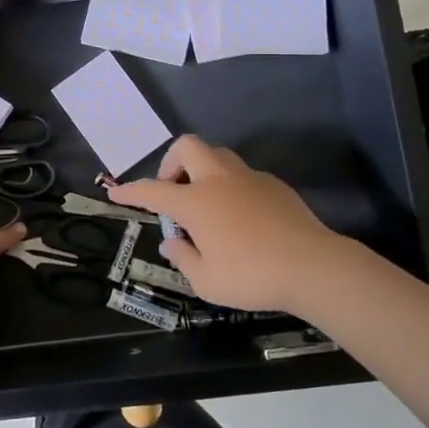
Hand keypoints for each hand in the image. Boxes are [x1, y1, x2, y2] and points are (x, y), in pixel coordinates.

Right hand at [108, 135, 354, 314]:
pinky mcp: (274, 185)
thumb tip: (173, 241)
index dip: (130, 191)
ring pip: (217, 155)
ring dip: (202, 171)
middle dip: (171, 163)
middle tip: (173, 192)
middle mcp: (218, 180)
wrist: (313, 267)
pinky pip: (242, 175)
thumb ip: (183, 258)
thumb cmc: (252, 276)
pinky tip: (239, 217)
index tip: (115, 193)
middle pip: (186, 146)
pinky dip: (230, 187)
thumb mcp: (207, 281)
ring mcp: (249, 178)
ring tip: (205, 204)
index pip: (152, 190)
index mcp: (196, 201)